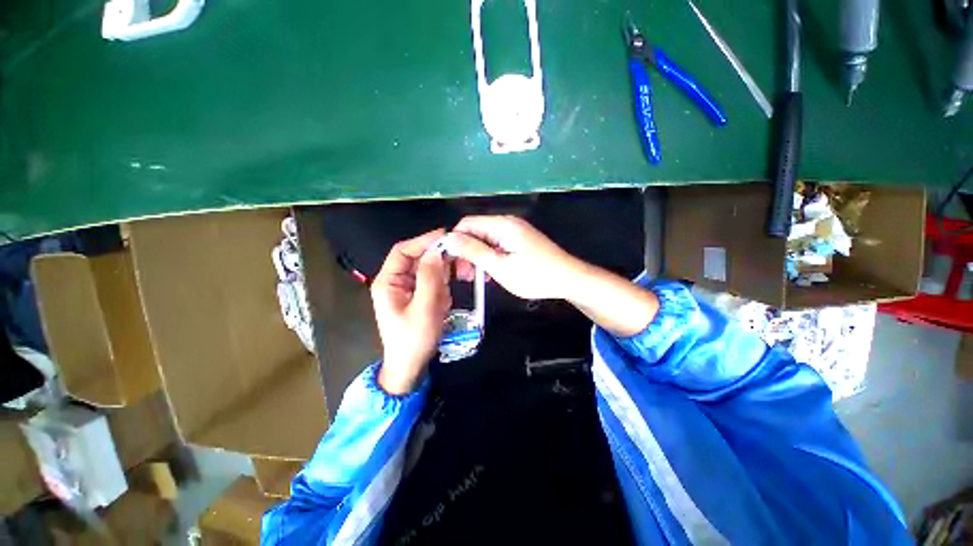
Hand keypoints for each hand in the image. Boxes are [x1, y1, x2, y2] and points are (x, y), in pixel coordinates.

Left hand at [371, 229, 451, 394]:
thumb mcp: (424, 308)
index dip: (423, 241)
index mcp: (389, 282)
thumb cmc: (414, 340)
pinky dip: (443, 288)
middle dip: (439, 262)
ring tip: (450, 292)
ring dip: (443, 277)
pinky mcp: (419, 296)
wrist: (410, 366)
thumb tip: (437, 251)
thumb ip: (430, 278)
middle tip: (460, 265)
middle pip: (419, 259)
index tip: (447, 236)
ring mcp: (409, 289)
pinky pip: (433, 283)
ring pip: (429, 271)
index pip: (403, 251)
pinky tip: (445, 302)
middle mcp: (397, 281)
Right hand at [447, 215, 583, 300]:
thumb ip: (474, 251)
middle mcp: (507, 224)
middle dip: (466, 252)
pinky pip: (497, 247)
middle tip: (464, 276)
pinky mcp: (520, 243)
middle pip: (476, 232)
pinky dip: (490, 260)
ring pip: (486, 242)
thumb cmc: (535, 275)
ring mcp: (515, 234)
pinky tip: (490, 275)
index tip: (451, 263)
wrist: (569, 280)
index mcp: (502, 225)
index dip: (455, 241)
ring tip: (476, 279)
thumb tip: (449, 238)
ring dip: (478, 258)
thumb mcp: (500, 266)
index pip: (467, 224)